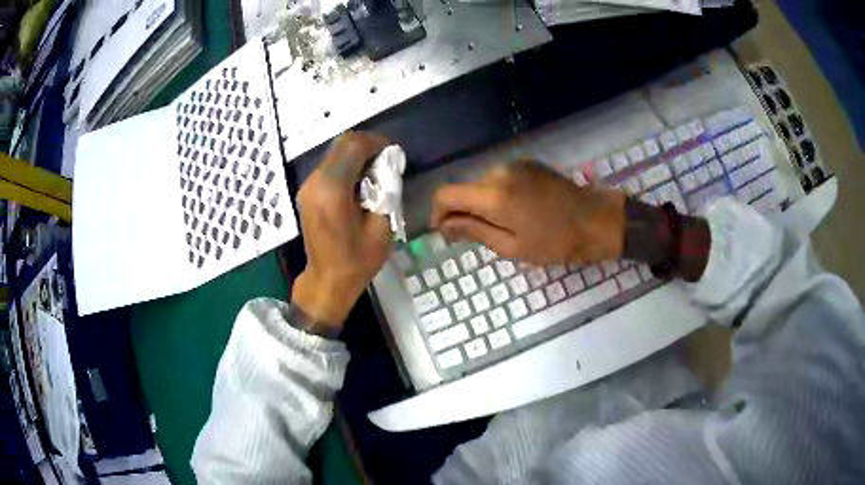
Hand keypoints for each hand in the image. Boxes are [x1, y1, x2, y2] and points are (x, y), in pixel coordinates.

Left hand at [292, 132, 393, 327]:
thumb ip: (387, 191)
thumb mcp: (383, 227)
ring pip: (334, 153)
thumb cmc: (357, 260)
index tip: (393, 153)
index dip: (376, 142)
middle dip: (367, 146)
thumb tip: (388, 167)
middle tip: (386, 161)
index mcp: (333, 190)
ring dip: (356, 155)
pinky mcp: (306, 192)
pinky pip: (328, 167)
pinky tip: (359, 183)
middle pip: (341, 144)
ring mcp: (307, 186)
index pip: (353, 146)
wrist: (326, 281)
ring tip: (375, 172)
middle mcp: (315, 182)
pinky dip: (346, 166)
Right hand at [431, 161, 625, 265]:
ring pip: (482, 184)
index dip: (437, 213)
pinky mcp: (528, 164)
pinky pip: (500, 179)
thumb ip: (474, 231)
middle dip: (462, 212)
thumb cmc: (556, 242)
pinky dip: (498, 195)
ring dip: (481, 204)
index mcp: (493, 195)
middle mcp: (499, 172)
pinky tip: (517, 212)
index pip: (445, 194)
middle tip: (477, 237)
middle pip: (464, 189)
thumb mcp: (512, 246)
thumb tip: (444, 226)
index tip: (446, 232)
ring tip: (502, 226)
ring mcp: (515, 165)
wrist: (597, 220)